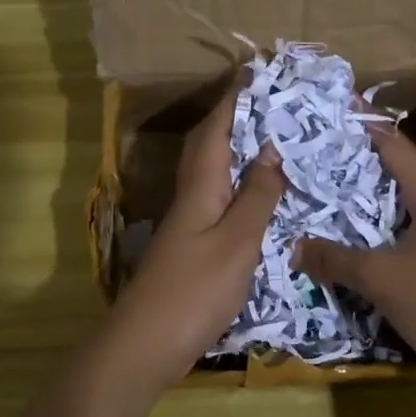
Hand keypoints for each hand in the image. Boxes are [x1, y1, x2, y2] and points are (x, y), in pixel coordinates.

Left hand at [101, 78, 285, 390]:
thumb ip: (256, 198)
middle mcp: (189, 198)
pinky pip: (216, 202)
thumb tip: (270, 151)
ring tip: (270, 141)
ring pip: (211, 174)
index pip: (217, 129)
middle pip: (207, 147)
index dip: (234, 99)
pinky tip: (256, 198)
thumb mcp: (237, 242)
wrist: (145, 345)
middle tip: (267, 102)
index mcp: (200, 187)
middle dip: (232, 119)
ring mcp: (186, 225)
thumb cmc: (195, 291)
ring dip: (235, 152)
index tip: (255, 71)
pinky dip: (237, 188)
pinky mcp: (189, 249)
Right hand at [295, 128, 415, 395]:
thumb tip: (294, 246)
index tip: (330, 114)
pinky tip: (349, 239)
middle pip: (397, 172)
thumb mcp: (381, 278)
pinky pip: (402, 234)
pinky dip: (375, 230)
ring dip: (365, 199)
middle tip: (314, 154)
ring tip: (324, 191)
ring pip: (399, 206)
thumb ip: (336, 260)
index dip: (365, 127)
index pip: (396, 147)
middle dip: (358, 161)